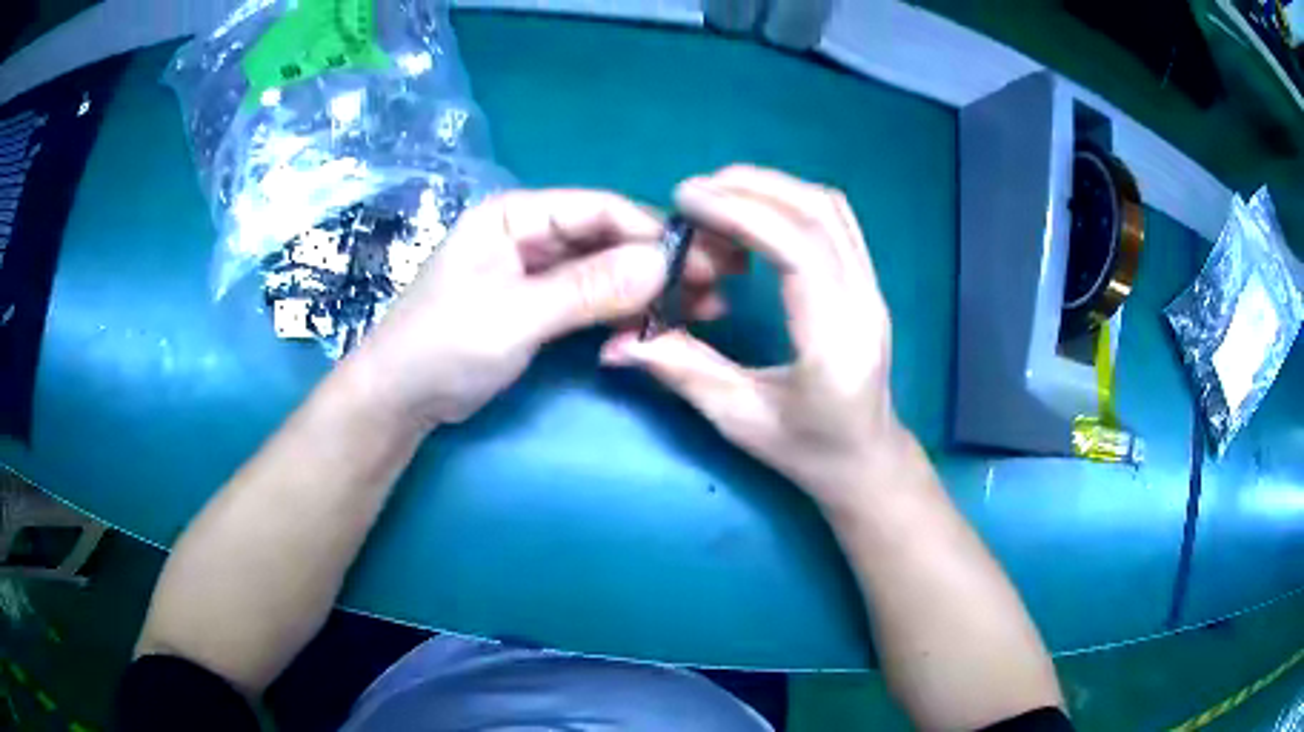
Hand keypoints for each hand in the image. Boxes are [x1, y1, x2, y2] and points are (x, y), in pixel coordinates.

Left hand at [345, 189, 732, 430]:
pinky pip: (593, 299)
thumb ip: (587, 289)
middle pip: (608, 238)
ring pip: (606, 270)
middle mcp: (530, 233)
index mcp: (516, 215)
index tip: (704, 262)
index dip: (652, 234)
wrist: (401, 400)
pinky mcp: (540, 305)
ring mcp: (536, 270)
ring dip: (649, 290)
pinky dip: (623, 312)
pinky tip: (657, 325)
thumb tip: (664, 266)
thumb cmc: (442, 347)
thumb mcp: (514, 316)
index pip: (599, 210)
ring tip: (702, 311)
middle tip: (716, 289)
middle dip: (659, 264)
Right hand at [601, 166, 907, 509]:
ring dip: (772, 187)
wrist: (865, 458)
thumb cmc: (807, 450)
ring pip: (831, 209)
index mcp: (834, 343)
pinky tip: (755, 208)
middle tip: (692, 194)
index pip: (798, 251)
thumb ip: (682, 371)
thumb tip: (616, 341)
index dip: (741, 213)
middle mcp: (864, 304)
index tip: (686, 200)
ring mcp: (872, 288)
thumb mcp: (739, 419)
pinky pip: (837, 220)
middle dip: (750, 189)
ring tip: (718, 193)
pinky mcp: (868, 281)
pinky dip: (792, 200)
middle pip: (817, 215)